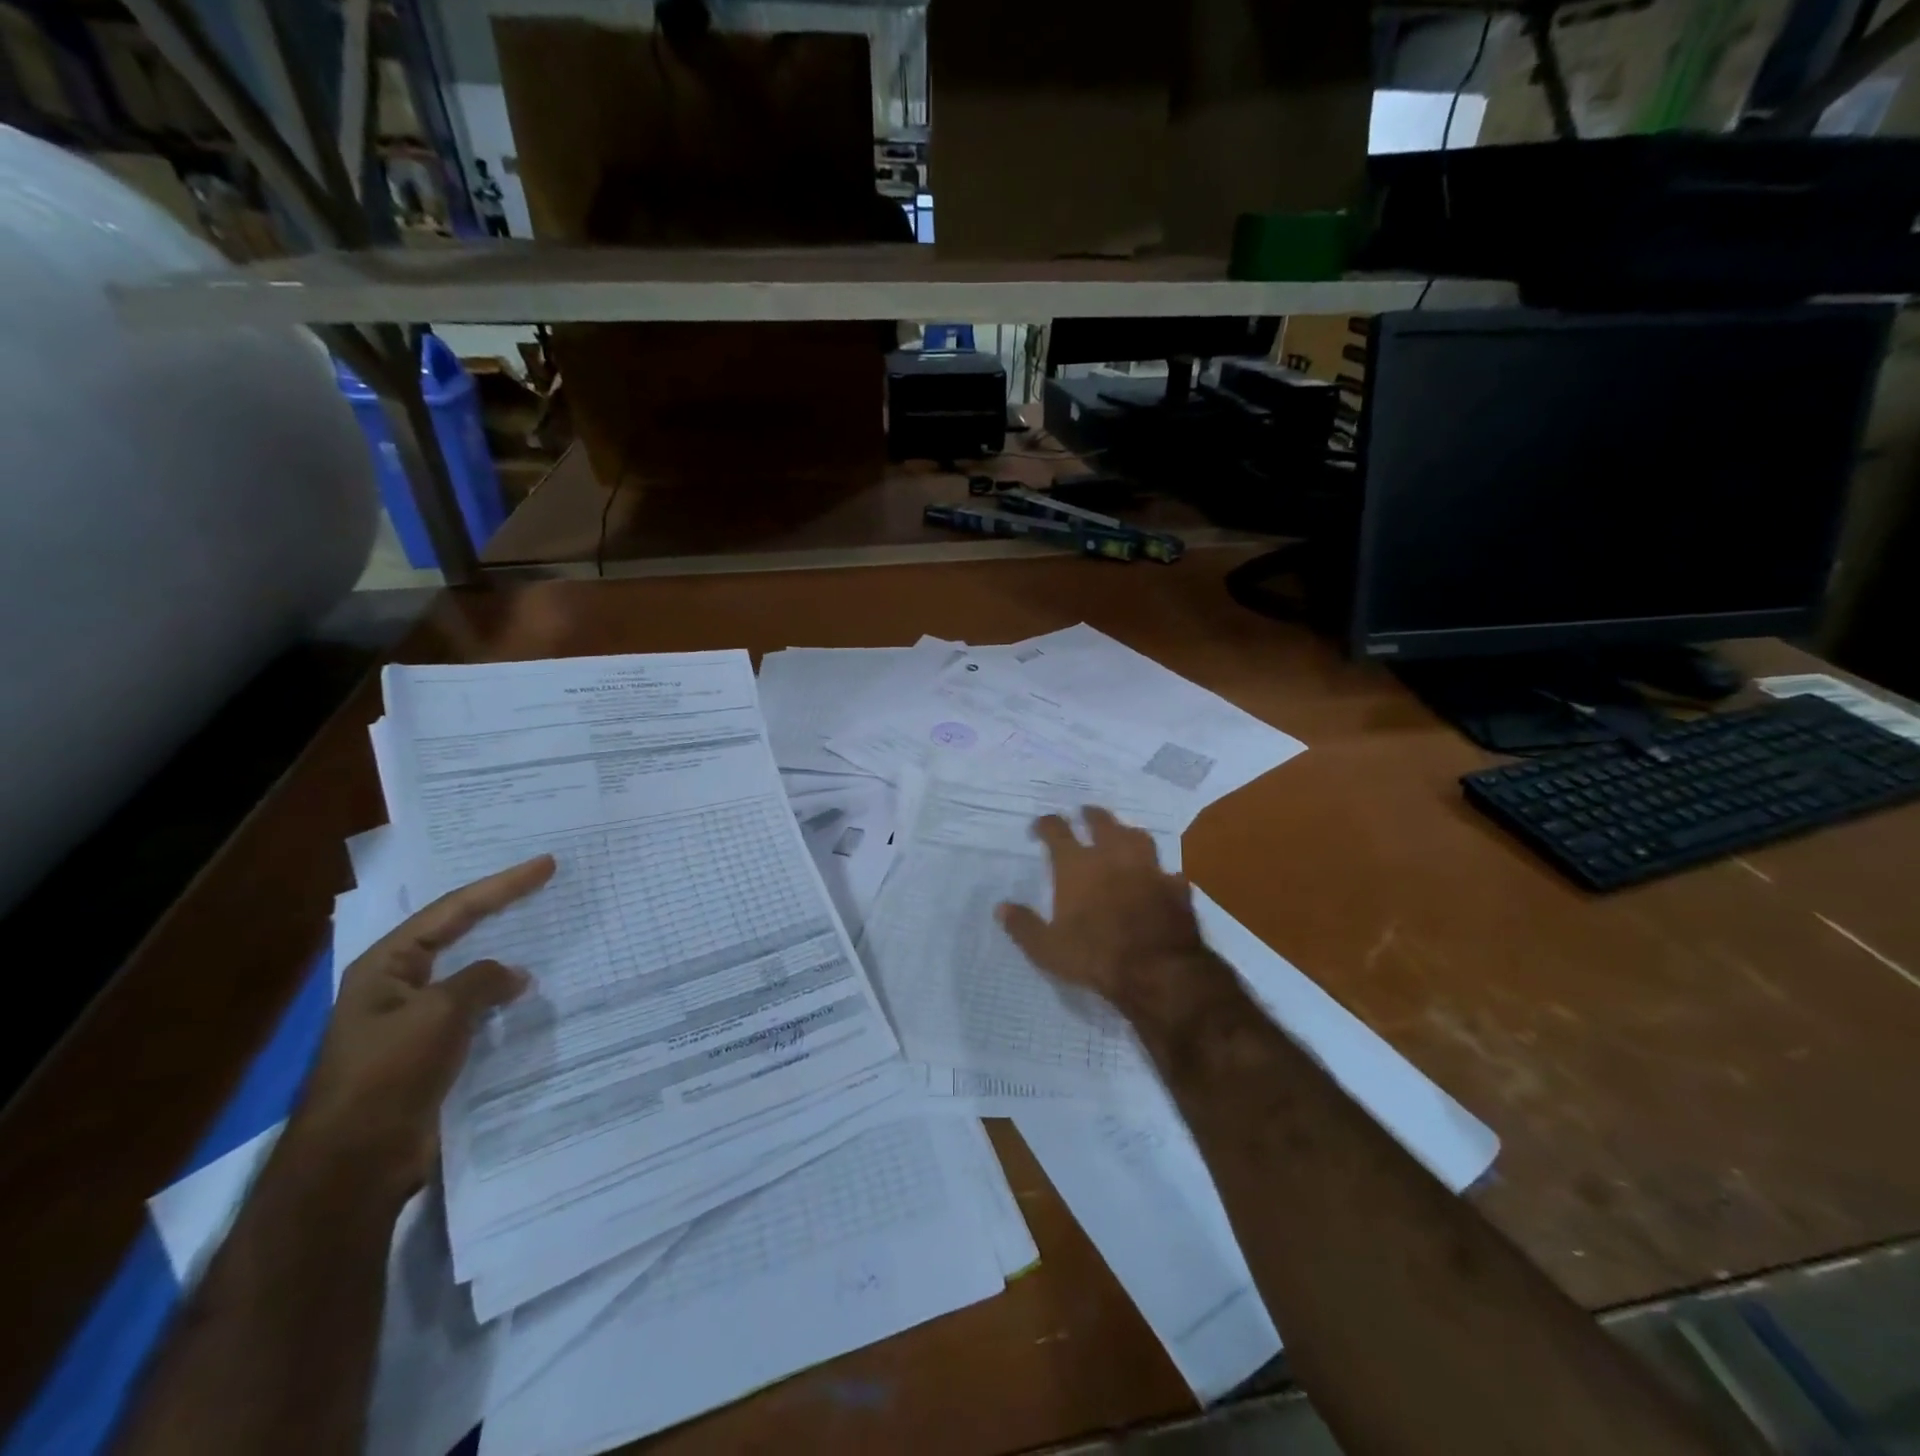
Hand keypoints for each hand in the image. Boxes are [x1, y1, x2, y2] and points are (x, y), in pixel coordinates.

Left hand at [288, 855, 556, 1204]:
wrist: (356, 1161)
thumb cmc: (389, 1073)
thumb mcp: (440, 1012)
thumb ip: (483, 980)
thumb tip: (516, 975)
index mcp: (387, 965)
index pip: (454, 910)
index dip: (503, 885)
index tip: (546, 865)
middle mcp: (398, 985)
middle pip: (458, 933)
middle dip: (501, 909)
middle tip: (544, 886)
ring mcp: (414, 1019)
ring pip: (470, 973)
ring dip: (506, 955)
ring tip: (546, 935)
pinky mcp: (431, 1051)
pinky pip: (476, 1009)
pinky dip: (503, 997)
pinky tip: (530, 995)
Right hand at [996, 808, 1236, 1033]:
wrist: (1158, 970)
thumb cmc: (1095, 956)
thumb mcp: (1047, 948)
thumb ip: (1023, 926)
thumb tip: (1001, 908)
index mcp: (1077, 867)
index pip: (1058, 832)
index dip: (1047, 824)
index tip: (1041, 824)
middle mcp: (1113, 857)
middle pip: (1102, 823)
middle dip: (1091, 815)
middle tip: (1086, 812)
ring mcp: (1149, 869)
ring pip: (1138, 838)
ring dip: (1127, 832)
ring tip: (1123, 833)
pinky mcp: (1176, 888)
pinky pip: (1168, 873)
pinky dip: (1161, 873)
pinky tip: (1161, 877)